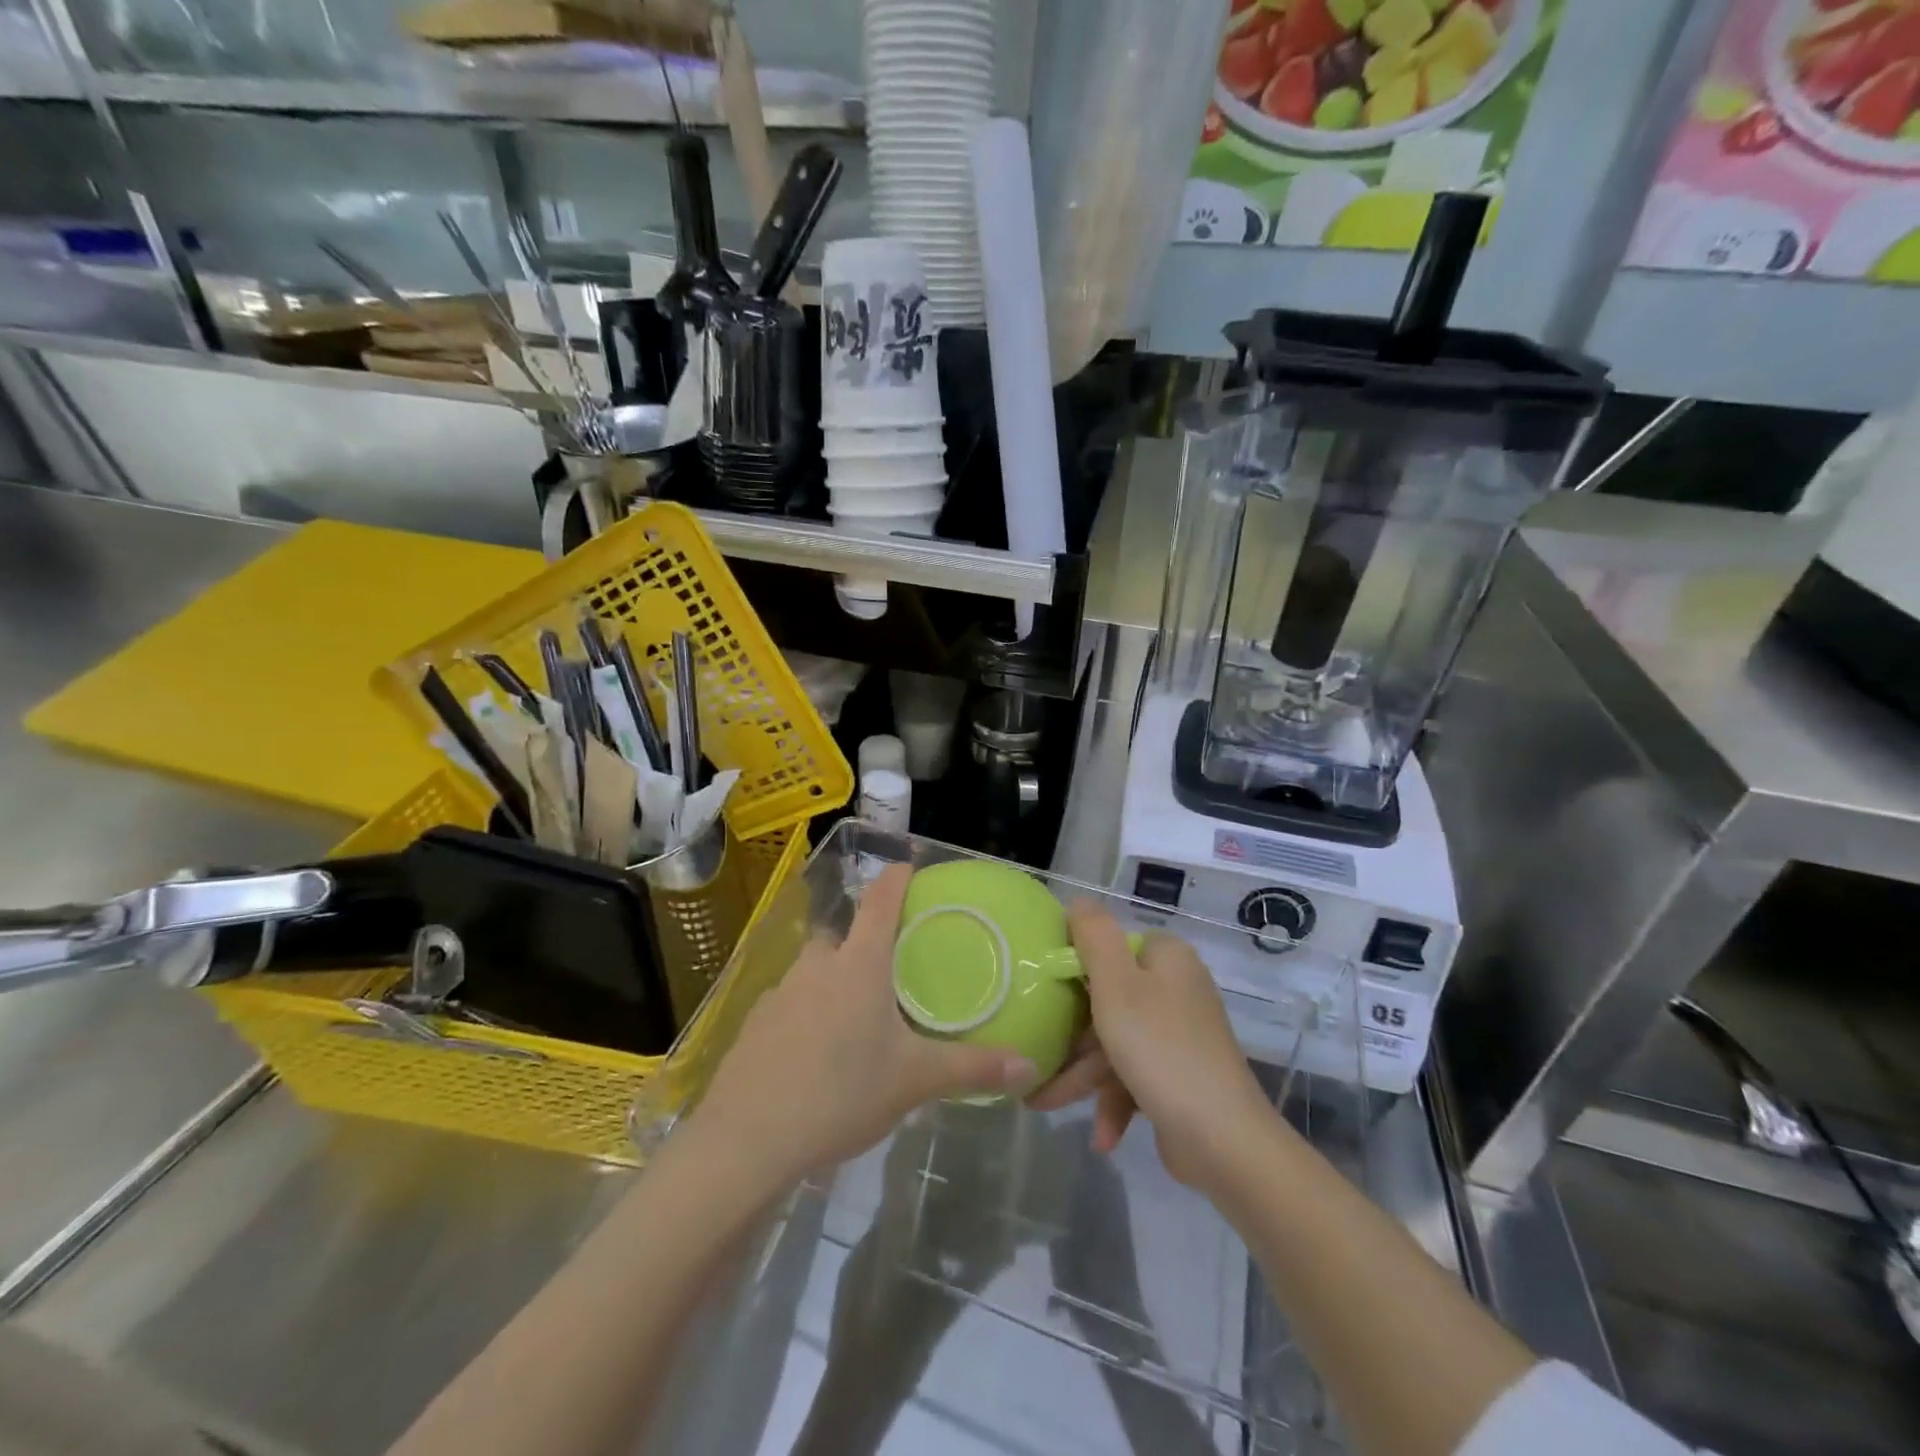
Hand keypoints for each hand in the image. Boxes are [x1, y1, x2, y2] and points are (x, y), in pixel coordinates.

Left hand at [688, 864, 1038, 1185]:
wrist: (748, 1139)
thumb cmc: (841, 1093)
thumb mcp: (914, 1082)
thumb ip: (972, 1069)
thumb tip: (1029, 1067)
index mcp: (859, 965)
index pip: (880, 901)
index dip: (895, 877)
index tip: (908, 864)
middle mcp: (817, 966)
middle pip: (843, 934)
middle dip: (864, 939)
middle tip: (891, 965)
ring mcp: (780, 992)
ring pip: (814, 970)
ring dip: (834, 979)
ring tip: (857, 1015)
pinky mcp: (755, 1024)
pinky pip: (790, 1004)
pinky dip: (807, 1014)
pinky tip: (816, 1052)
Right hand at [1029, 902, 1272, 1191]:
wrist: (1224, 1141)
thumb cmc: (1160, 1050)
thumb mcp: (1116, 985)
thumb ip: (1093, 936)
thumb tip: (1079, 900)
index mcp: (1166, 957)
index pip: (1109, 947)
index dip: (1073, 968)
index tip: (1040, 993)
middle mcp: (1176, 988)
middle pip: (1108, 999)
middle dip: (1071, 1037)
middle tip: (1035, 1058)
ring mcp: (1180, 1033)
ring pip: (1116, 1041)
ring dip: (1082, 1075)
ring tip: (1042, 1104)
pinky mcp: (1180, 1075)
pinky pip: (1134, 1075)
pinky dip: (1114, 1101)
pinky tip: (1102, 1137)